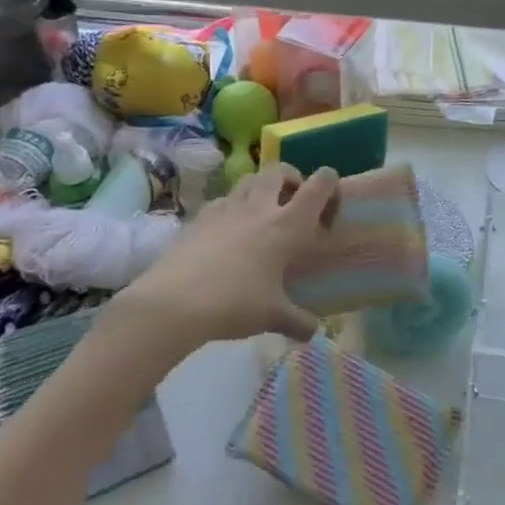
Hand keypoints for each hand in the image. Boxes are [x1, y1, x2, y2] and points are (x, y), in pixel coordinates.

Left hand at [110, 163, 337, 348]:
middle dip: (292, 178)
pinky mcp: (199, 217)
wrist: (174, 302)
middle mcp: (260, 207)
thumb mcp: (272, 316)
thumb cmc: (234, 303)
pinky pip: (222, 201)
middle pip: (280, 170)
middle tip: (293, 202)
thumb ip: (298, 321)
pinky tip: (228, 232)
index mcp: (287, 225)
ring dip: (261, 188)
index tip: (330, 203)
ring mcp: (226, 208)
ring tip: (262, 214)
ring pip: (249, 180)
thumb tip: (314, 333)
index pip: (319, 185)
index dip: (330, 183)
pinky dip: (232, 208)